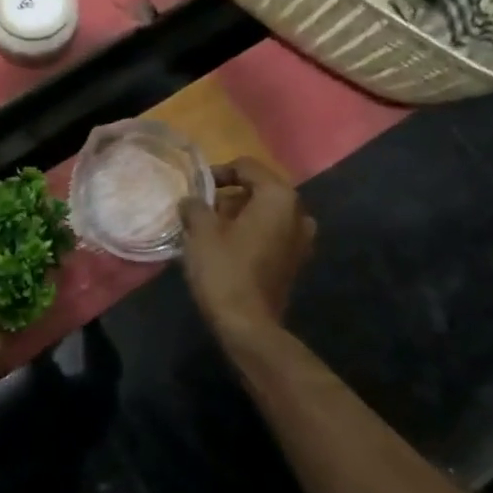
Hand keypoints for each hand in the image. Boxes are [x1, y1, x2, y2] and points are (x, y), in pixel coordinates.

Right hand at [178, 158, 316, 338]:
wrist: (248, 325)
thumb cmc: (224, 269)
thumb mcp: (201, 231)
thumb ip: (195, 206)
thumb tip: (191, 201)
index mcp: (278, 197)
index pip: (247, 167)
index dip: (218, 172)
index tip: (196, 189)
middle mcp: (298, 212)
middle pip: (259, 189)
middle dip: (230, 195)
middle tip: (202, 209)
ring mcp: (301, 239)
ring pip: (266, 213)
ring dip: (241, 215)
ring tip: (212, 228)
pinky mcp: (295, 261)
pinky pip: (272, 234)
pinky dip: (252, 233)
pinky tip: (228, 247)